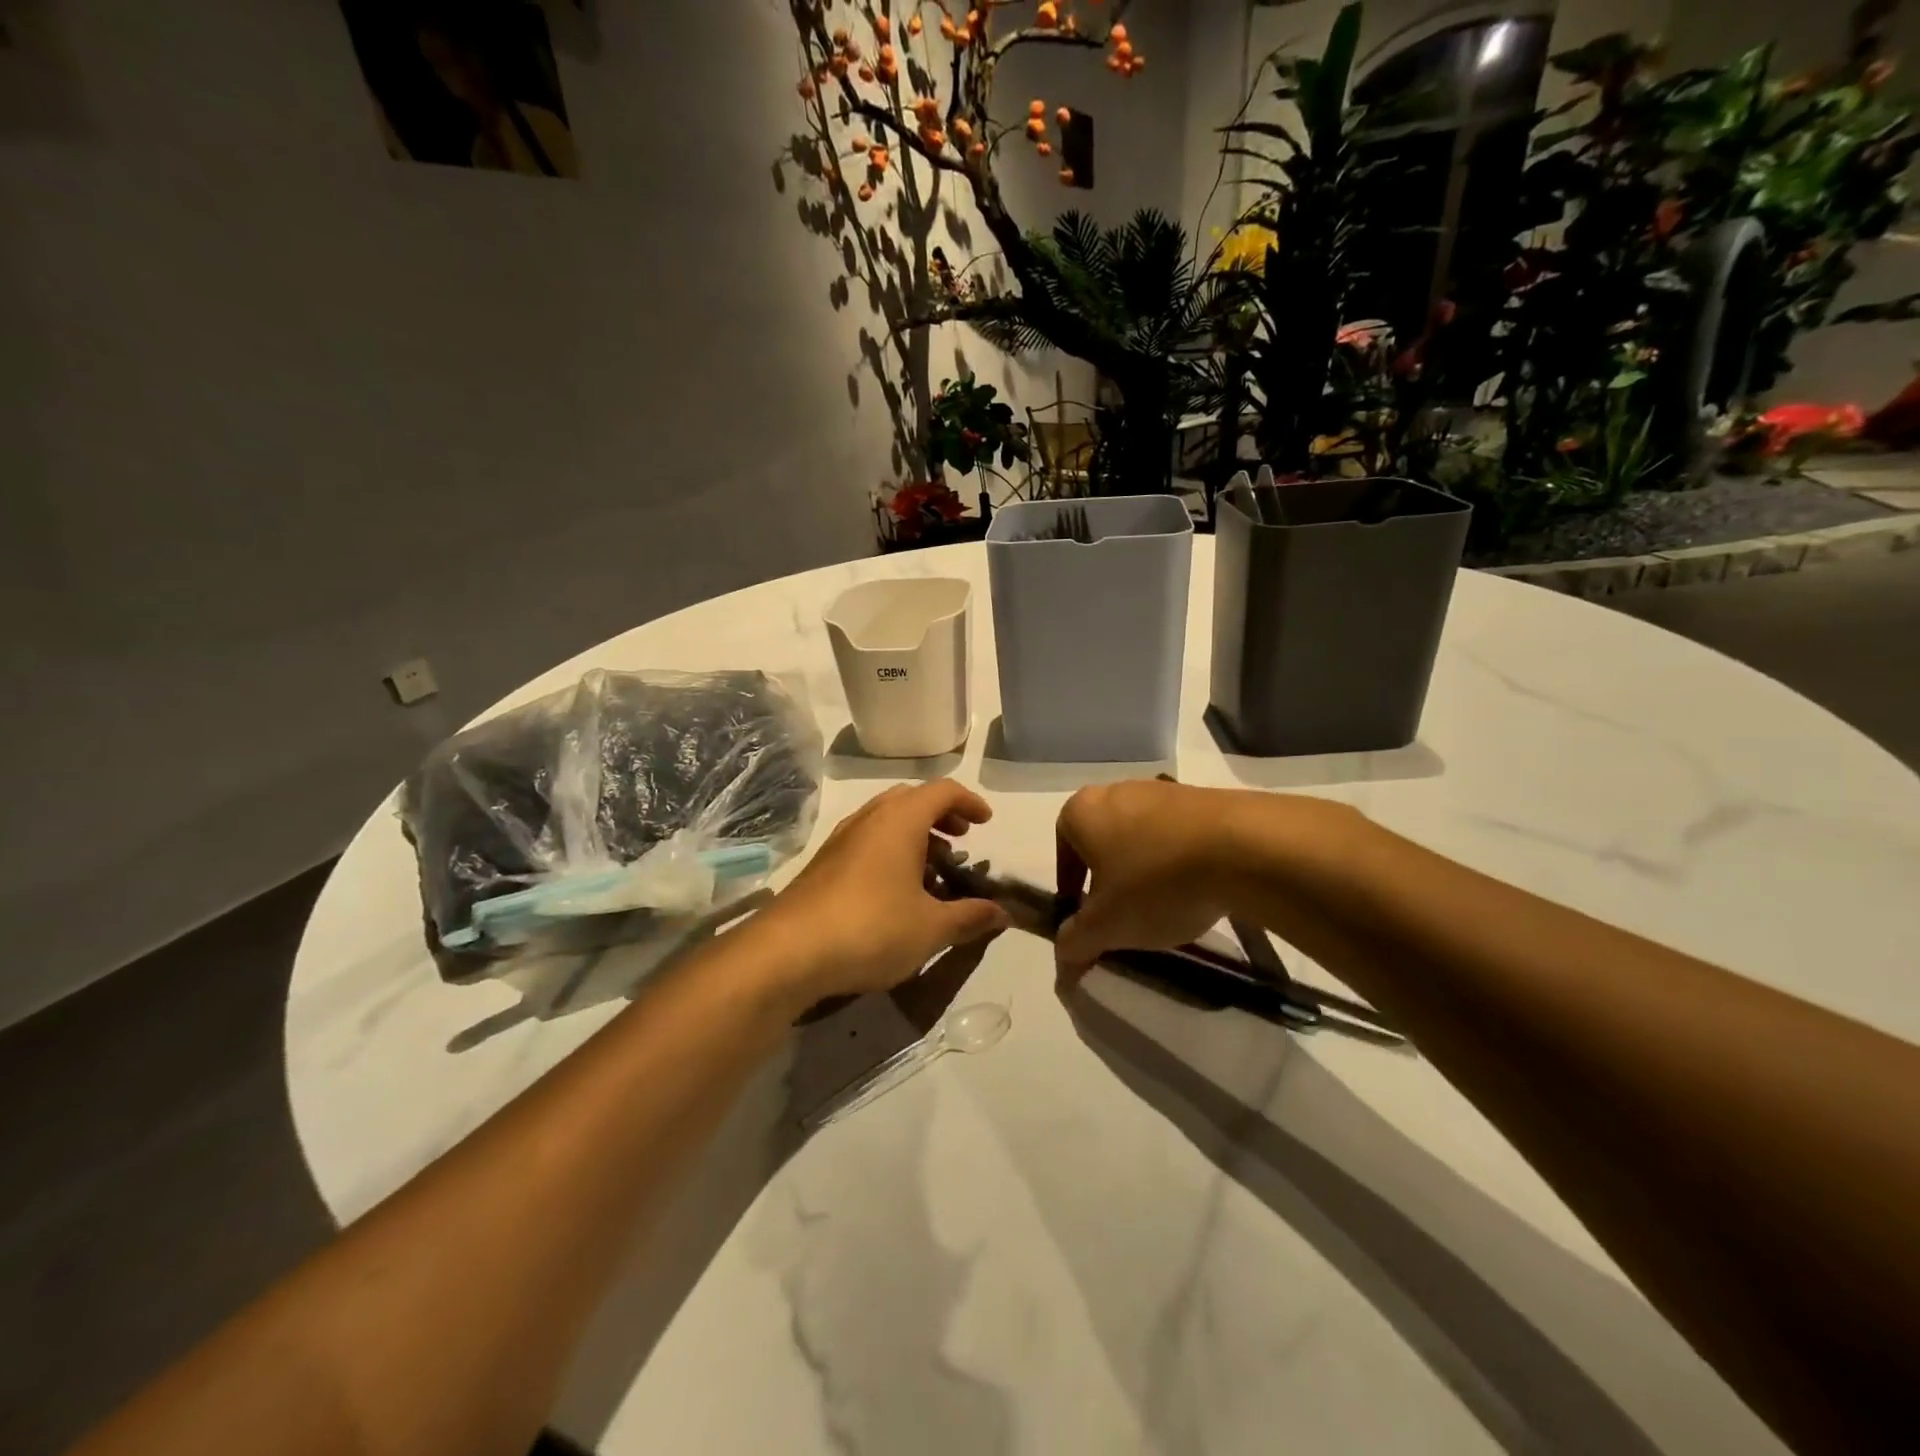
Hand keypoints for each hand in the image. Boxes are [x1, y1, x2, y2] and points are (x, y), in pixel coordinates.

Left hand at [757, 780, 1010, 1004]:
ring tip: (933, 873)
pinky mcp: (823, 865)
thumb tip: (1004, 913)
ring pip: (886, 821)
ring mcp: (841, 840)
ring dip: (915, 836)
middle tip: (960, 842)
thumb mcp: (931, 928)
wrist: (787, 953)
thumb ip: (970, 917)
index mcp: (900, 820)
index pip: (942, 791)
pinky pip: (866, 843)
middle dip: (941, 816)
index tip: (986, 823)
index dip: (969, 802)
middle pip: (911, 800)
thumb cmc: (871, 928)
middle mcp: (869, 819)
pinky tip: (896, 894)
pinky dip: (890, 853)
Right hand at [1053, 780, 1258, 979]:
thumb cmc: (1155, 882)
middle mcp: (1116, 791)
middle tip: (1122, 913)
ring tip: (1164, 904)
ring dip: (1145, 868)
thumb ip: (1075, 943)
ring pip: (1141, 835)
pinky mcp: (1203, 797)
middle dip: (1108, 876)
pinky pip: (1178, 833)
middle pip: (1102, 839)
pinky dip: (1179, 859)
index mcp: (1082, 811)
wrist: (1243, 847)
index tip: (1084, 912)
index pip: (1062, 847)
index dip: (1070, 883)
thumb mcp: (1106, 926)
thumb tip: (1063, 962)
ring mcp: (1162, 790)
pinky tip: (1198, 889)